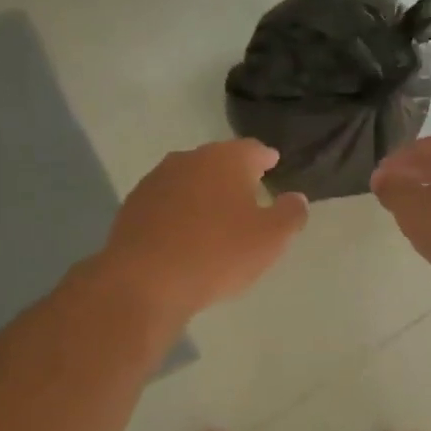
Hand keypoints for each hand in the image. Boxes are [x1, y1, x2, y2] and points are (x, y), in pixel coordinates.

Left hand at [103, 139, 308, 320]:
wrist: (144, 281)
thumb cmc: (217, 254)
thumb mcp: (270, 239)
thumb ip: (290, 214)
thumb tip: (296, 198)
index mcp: (227, 159)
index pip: (253, 149)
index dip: (265, 158)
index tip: (272, 165)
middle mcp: (190, 159)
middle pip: (218, 160)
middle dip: (234, 174)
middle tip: (248, 192)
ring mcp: (157, 180)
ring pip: (190, 179)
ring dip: (203, 192)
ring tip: (215, 214)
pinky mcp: (134, 205)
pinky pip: (167, 201)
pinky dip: (179, 210)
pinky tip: (183, 233)